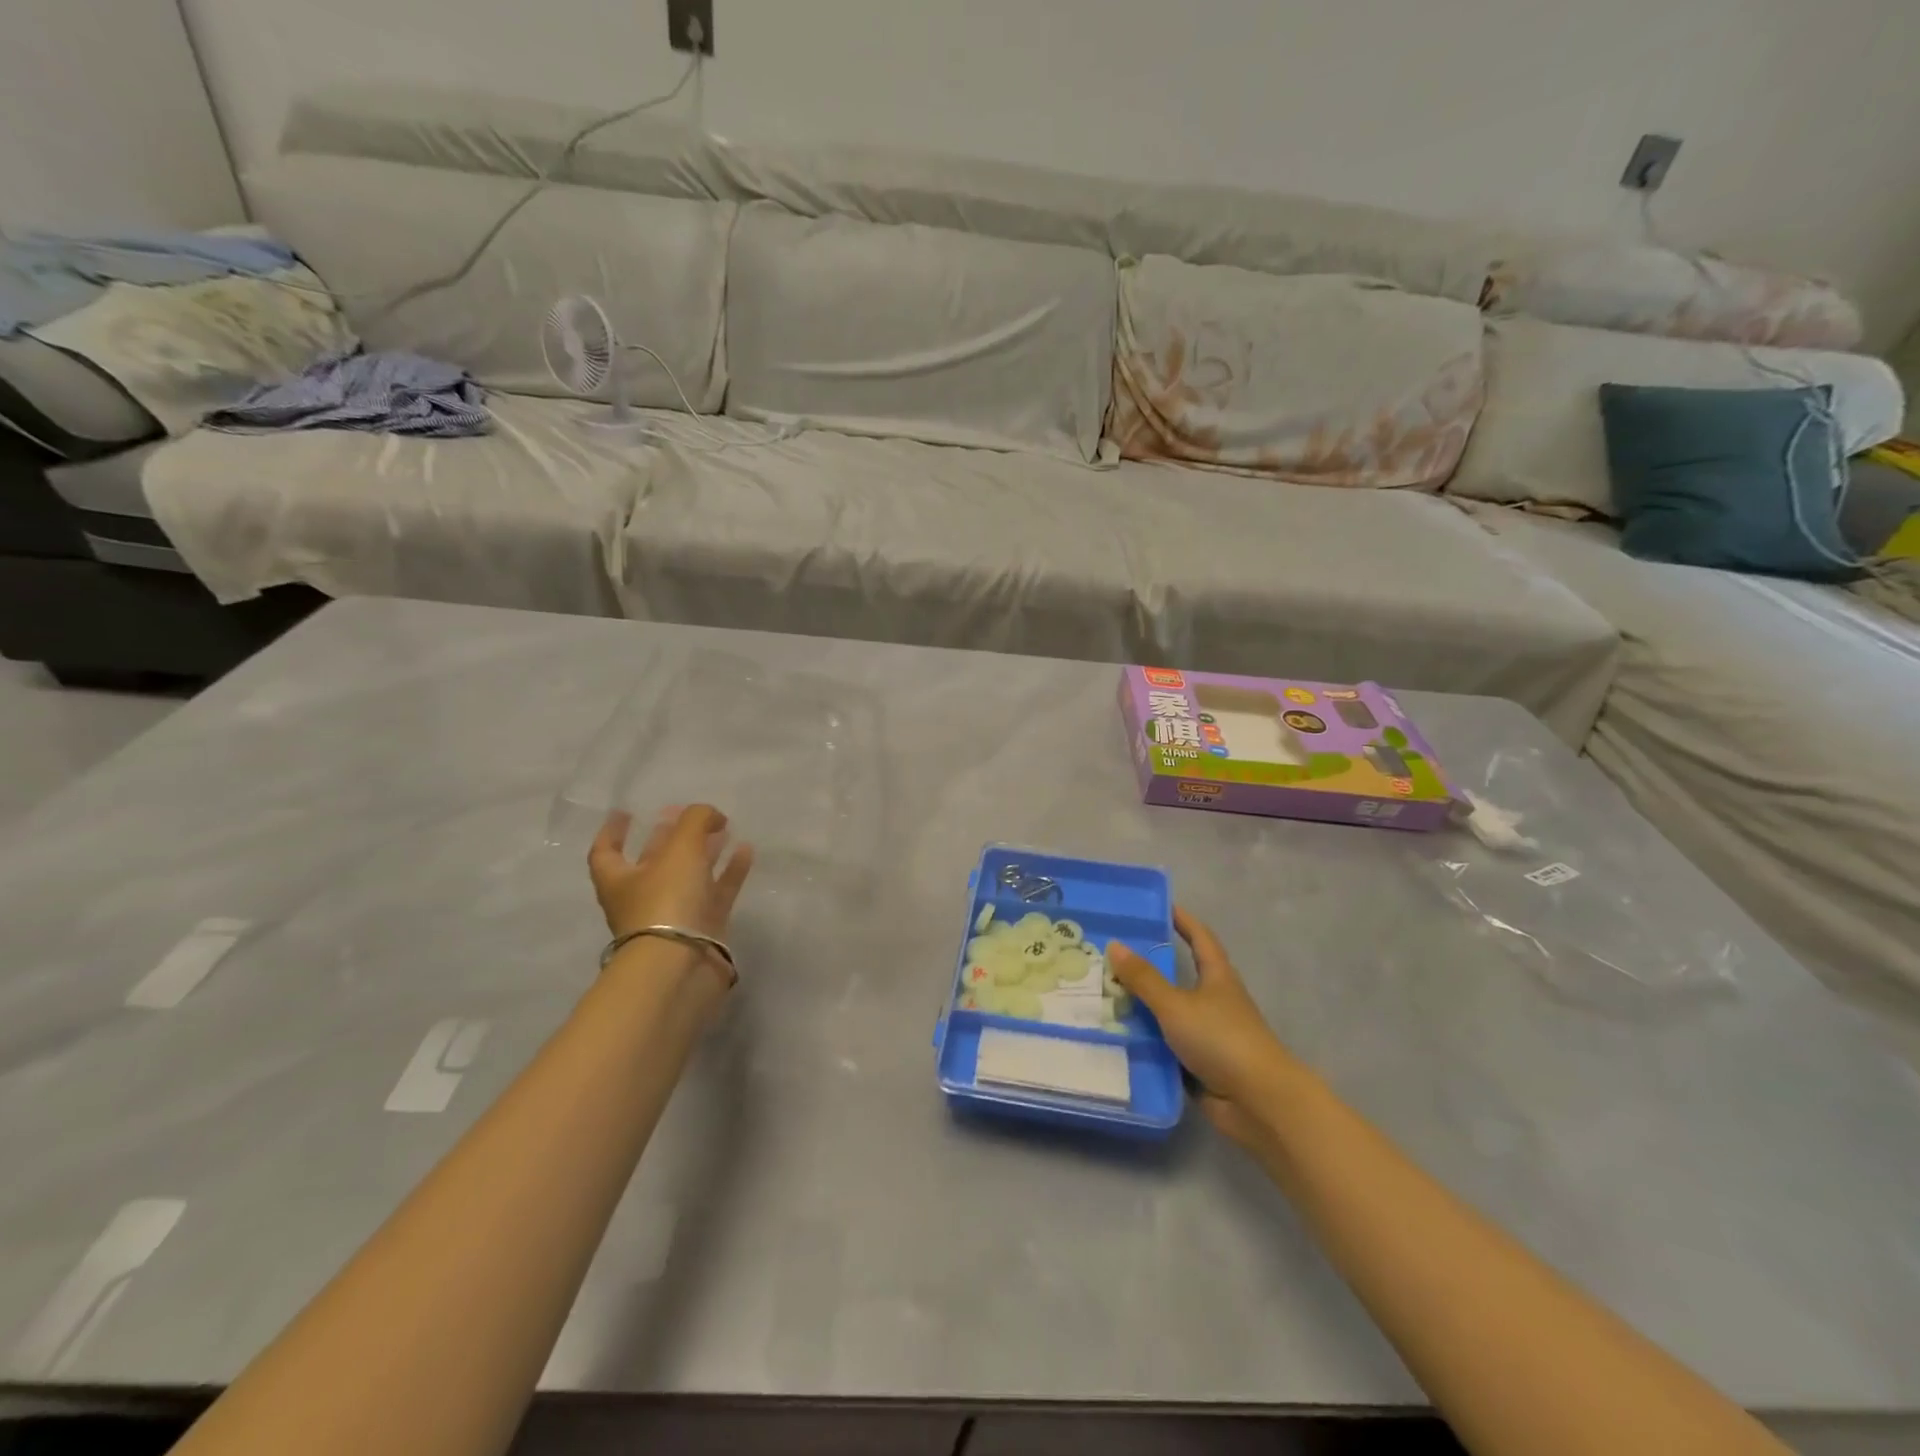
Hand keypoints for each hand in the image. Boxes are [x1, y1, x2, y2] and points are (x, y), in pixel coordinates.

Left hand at [588, 805, 753, 947]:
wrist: (682, 966)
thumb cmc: (666, 901)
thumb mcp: (680, 848)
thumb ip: (696, 820)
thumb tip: (711, 814)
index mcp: (619, 880)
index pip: (607, 851)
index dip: (614, 831)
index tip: (626, 812)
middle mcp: (643, 897)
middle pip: (653, 861)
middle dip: (667, 838)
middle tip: (684, 815)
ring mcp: (674, 915)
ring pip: (690, 876)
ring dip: (704, 851)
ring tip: (724, 828)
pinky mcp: (704, 927)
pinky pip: (718, 891)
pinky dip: (730, 870)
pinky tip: (746, 851)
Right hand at [1107, 907, 1303, 1150]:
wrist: (1258, 1102)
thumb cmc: (1221, 1039)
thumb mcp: (1176, 1004)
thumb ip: (1144, 978)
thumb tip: (1115, 944)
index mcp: (1217, 977)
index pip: (1200, 938)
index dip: (1182, 920)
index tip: (1160, 907)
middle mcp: (1214, 1001)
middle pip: (1179, 976)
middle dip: (1149, 966)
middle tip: (1111, 954)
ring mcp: (1208, 1034)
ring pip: (1169, 1012)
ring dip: (1142, 1006)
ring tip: (1102, 994)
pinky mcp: (1200, 1064)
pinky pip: (1166, 1045)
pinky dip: (1145, 1040)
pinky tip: (1115, 1036)